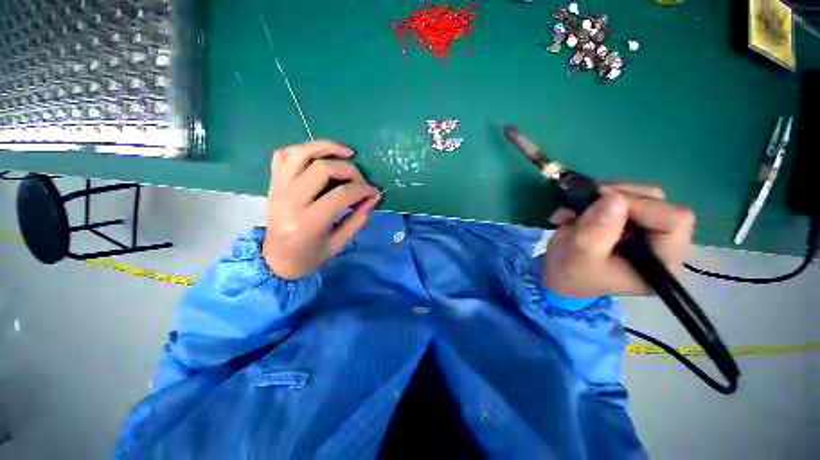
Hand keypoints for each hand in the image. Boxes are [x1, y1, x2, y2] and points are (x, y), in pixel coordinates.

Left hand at [262, 140, 379, 279]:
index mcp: (308, 222)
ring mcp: (278, 188)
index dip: (363, 189)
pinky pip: (284, 154)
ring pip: (301, 153)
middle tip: (361, 180)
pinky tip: (320, 156)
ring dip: (327, 147)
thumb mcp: (339, 242)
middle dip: (349, 170)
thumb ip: (359, 218)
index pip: (341, 194)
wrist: (277, 258)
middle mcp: (290, 200)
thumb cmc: (311, 255)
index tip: (374, 191)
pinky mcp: (273, 182)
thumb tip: (374, 197)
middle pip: (323, 168)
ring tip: (347, 153)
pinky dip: (304, 149)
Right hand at [543, 183, 694, 297]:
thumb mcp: (580, 256)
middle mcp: (662, 244)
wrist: (558, 274)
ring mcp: (646, 230)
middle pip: (658, 203)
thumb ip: (596, 231)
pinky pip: (622, 196)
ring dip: (602, 196)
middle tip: (584, 203)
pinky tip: (574, 211)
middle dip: (617, 197)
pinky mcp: (630, 221)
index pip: (674, 220)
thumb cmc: (571, 273)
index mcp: (662, 262)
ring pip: (640, 195)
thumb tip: (614, 197)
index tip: (601, 204)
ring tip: (572, 211)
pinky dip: (595, 197)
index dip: (640, 206)